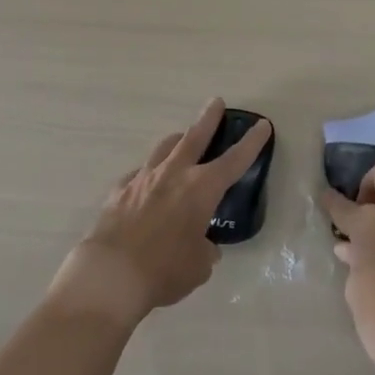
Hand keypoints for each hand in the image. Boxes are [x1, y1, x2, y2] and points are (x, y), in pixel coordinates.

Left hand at [50, 98, 272, 329]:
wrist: (111, 273)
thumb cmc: (164, 270)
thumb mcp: (198, 267)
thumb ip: (205, 251)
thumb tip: (203, 246)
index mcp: (201, 189)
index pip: (234, 161)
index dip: (251, 142)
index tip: (262, 124)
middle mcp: (174, 174)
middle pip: (195, 136)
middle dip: (209, 118)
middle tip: (216, 102)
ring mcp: (144, 178)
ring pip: (164, 148)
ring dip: (177, 140)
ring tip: (181, 138)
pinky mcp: (120, 189)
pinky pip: (139, 173)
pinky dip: (148, 174)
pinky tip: (147, 184)